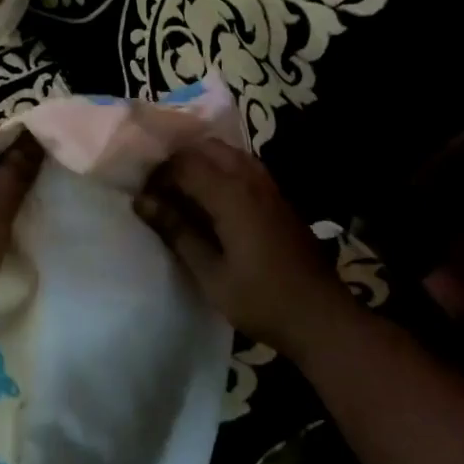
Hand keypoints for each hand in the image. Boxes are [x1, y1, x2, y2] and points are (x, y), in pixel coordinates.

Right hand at [133, 139, 348, 355]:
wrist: (320, 316)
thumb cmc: (261, 299)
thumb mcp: (210, 273)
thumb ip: (177, 232)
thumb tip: (142, 202)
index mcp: (231, 194)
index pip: (184, 164)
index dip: (158, 176)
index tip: (143, 198)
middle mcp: (250, 178)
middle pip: (206, 148)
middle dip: (179, 161)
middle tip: (161, 191)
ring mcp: (269, 185)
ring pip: (227, 153)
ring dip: (202, 163)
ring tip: (183, 193)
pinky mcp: (279, 196)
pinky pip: (244, 166)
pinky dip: (221, 170)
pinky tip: (213, 201)